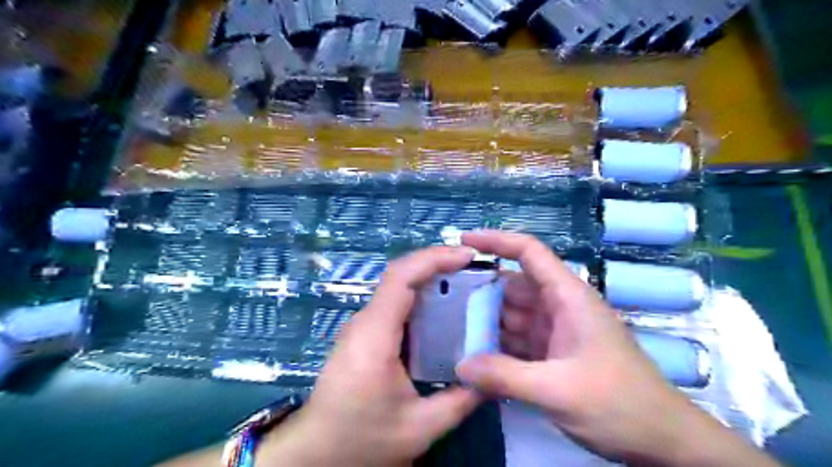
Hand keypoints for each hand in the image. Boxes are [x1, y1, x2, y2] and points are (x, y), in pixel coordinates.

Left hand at [258, 246, 481, 464]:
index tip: (467, 256)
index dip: (434, 259)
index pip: (401, 278)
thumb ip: (460, 401)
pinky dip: (421, 298)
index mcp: (375, 335)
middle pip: (400, 276)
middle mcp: (365, 322)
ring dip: (430, 279)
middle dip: (437, 264)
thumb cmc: (361, 439)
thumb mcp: (418, 428)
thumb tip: (491, 378)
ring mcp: (361, 326)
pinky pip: (395, 305)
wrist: (314, 452)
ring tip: (465, 284)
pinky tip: (442, 311)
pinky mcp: (363, 335)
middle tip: (474, 268)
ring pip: (397, 288)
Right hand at [454, 231, 780, 465]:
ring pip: (512, 315)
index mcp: (568, 297)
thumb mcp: (558, 390)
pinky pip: (517, 341)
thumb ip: (505, 377)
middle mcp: (559, 307)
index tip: (464, 241)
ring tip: (449, 327)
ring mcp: (555, 331)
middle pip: (513, 286)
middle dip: (481, 291)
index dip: (497, 240)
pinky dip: (496, 345)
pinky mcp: (552, 353)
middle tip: (443, 299)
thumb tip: (460, 366)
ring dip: (485, 321)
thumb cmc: (619, 404)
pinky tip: (473, 354)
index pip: (529, 252)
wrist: (662, 441)